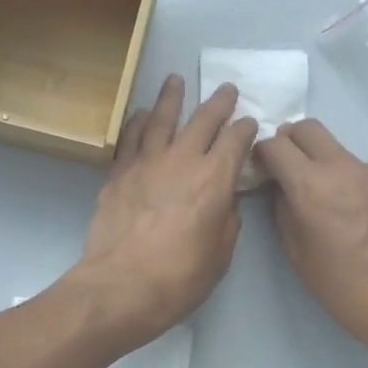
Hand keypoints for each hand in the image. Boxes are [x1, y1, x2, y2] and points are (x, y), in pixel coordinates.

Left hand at [67, 74, 259, 352]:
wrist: (121, 287)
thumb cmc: (179, 278)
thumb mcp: (220, 255)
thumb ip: (227, 220)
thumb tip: (224, 202)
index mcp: (215, 179)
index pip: (236, 141)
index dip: (246, 129)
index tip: (250, 124)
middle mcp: (182, 160)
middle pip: (203, 120)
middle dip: (218, 103)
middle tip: (226, 89)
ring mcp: (146, 163)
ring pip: (161, 118)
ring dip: (171, 97)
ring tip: (175, 80)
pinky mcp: (118, 174)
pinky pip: (129, 138)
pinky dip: (136, 121)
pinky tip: (140, 113)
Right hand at [255, 120, 367, 367]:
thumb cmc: (344, 288)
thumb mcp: (298, 254)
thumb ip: (283, 210)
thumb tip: (281, 187)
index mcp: (313, 187)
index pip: (277, 144)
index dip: (263, 151)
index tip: (263, 166)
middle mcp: (346, 168)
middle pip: (309, 128)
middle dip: (291, 141)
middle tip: (290, 168)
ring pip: (341, 153)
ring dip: (328, 167)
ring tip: (336, 206)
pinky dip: (357, 186)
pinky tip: (366, 219)